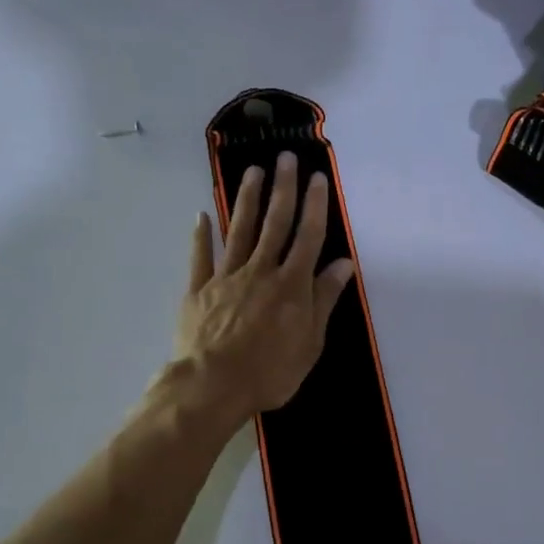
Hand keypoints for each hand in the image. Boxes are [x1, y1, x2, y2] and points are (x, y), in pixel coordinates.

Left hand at [173, 152, 355, 422]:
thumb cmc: (270, 371)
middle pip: (274, 224)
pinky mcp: (198, 290)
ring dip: (247, 200)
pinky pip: (200, 258)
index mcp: (291, 285)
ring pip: (239, 231)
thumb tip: (344, 264)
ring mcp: (226, 277)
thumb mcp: (310, 342)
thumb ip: (324, 299)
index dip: (314, 206)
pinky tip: (201, 215)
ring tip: (252, 171)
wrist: (213, 385)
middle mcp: (260, 271)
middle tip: (285, 158)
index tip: (318, 178)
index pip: (308, 237)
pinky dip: (201, 235)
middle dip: (282, 189)